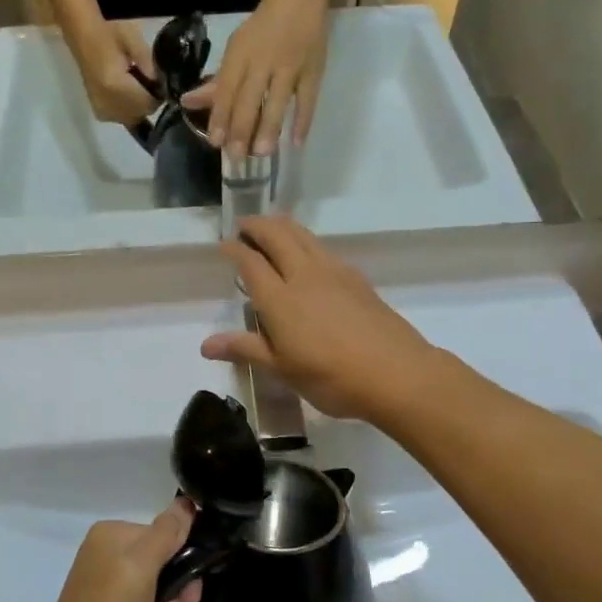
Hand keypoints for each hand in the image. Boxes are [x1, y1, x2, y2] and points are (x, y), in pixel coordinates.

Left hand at [27, 500, 204, 601]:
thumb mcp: (141, 568)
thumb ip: (166, 533)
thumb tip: (187, 502)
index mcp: (112, 535)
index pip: (164, 537)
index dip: (182, 564)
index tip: (189, 591)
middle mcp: (108, 557)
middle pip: (165, 570)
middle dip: (172, 600)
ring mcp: (109, 591)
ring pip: (160, 599)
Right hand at [74, 19, 158, 126]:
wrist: (82, 33)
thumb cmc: (108, 31)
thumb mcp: (135, 42)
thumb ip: (150, 66)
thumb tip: (161, 87)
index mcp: (116, 86)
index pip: (148, 105)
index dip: (159, 95)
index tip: (161, 82)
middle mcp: (107, 104)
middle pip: (140, 115)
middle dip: (148, 102)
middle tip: (148, 81)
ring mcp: (100, 109)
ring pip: (131, 119)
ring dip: (137, 107)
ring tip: (134, 84)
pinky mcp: (97, 109)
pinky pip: (120, 117)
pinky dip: (127, 108)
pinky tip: (124, 90)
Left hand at [182, 0, 327, 155]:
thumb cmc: (261, 30)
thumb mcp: (234, 51)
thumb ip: (216, 83)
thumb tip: (188, 103)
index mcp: (240, 56)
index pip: (227, 90)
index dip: (221, 116)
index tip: (216, 142)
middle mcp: (263, 62)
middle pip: (250, 99)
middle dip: (242, 128)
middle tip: (237, 157)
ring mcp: (290, 67)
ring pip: (278, 101)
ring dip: (269, 128)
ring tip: (262, 153)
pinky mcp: (313, 70)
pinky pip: (308, 99)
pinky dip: (303, 120)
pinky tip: (296, 143)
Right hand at [201, 216, 438, 421]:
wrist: (396, 373)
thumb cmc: (331, 377)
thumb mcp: (282, 369)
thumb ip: (246, 349)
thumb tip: (205, 345)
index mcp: (280, 299)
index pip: (251, 263)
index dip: (235, 249)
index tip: (224, 244)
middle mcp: (304, 275)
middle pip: (277, 236)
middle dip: (258, 225)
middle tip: (245, 224)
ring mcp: (334, 273)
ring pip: (304, 236)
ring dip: (283, 226)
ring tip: (273, 227)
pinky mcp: (357, 278)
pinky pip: (323, 248)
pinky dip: (307, 241)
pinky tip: (310, 254)